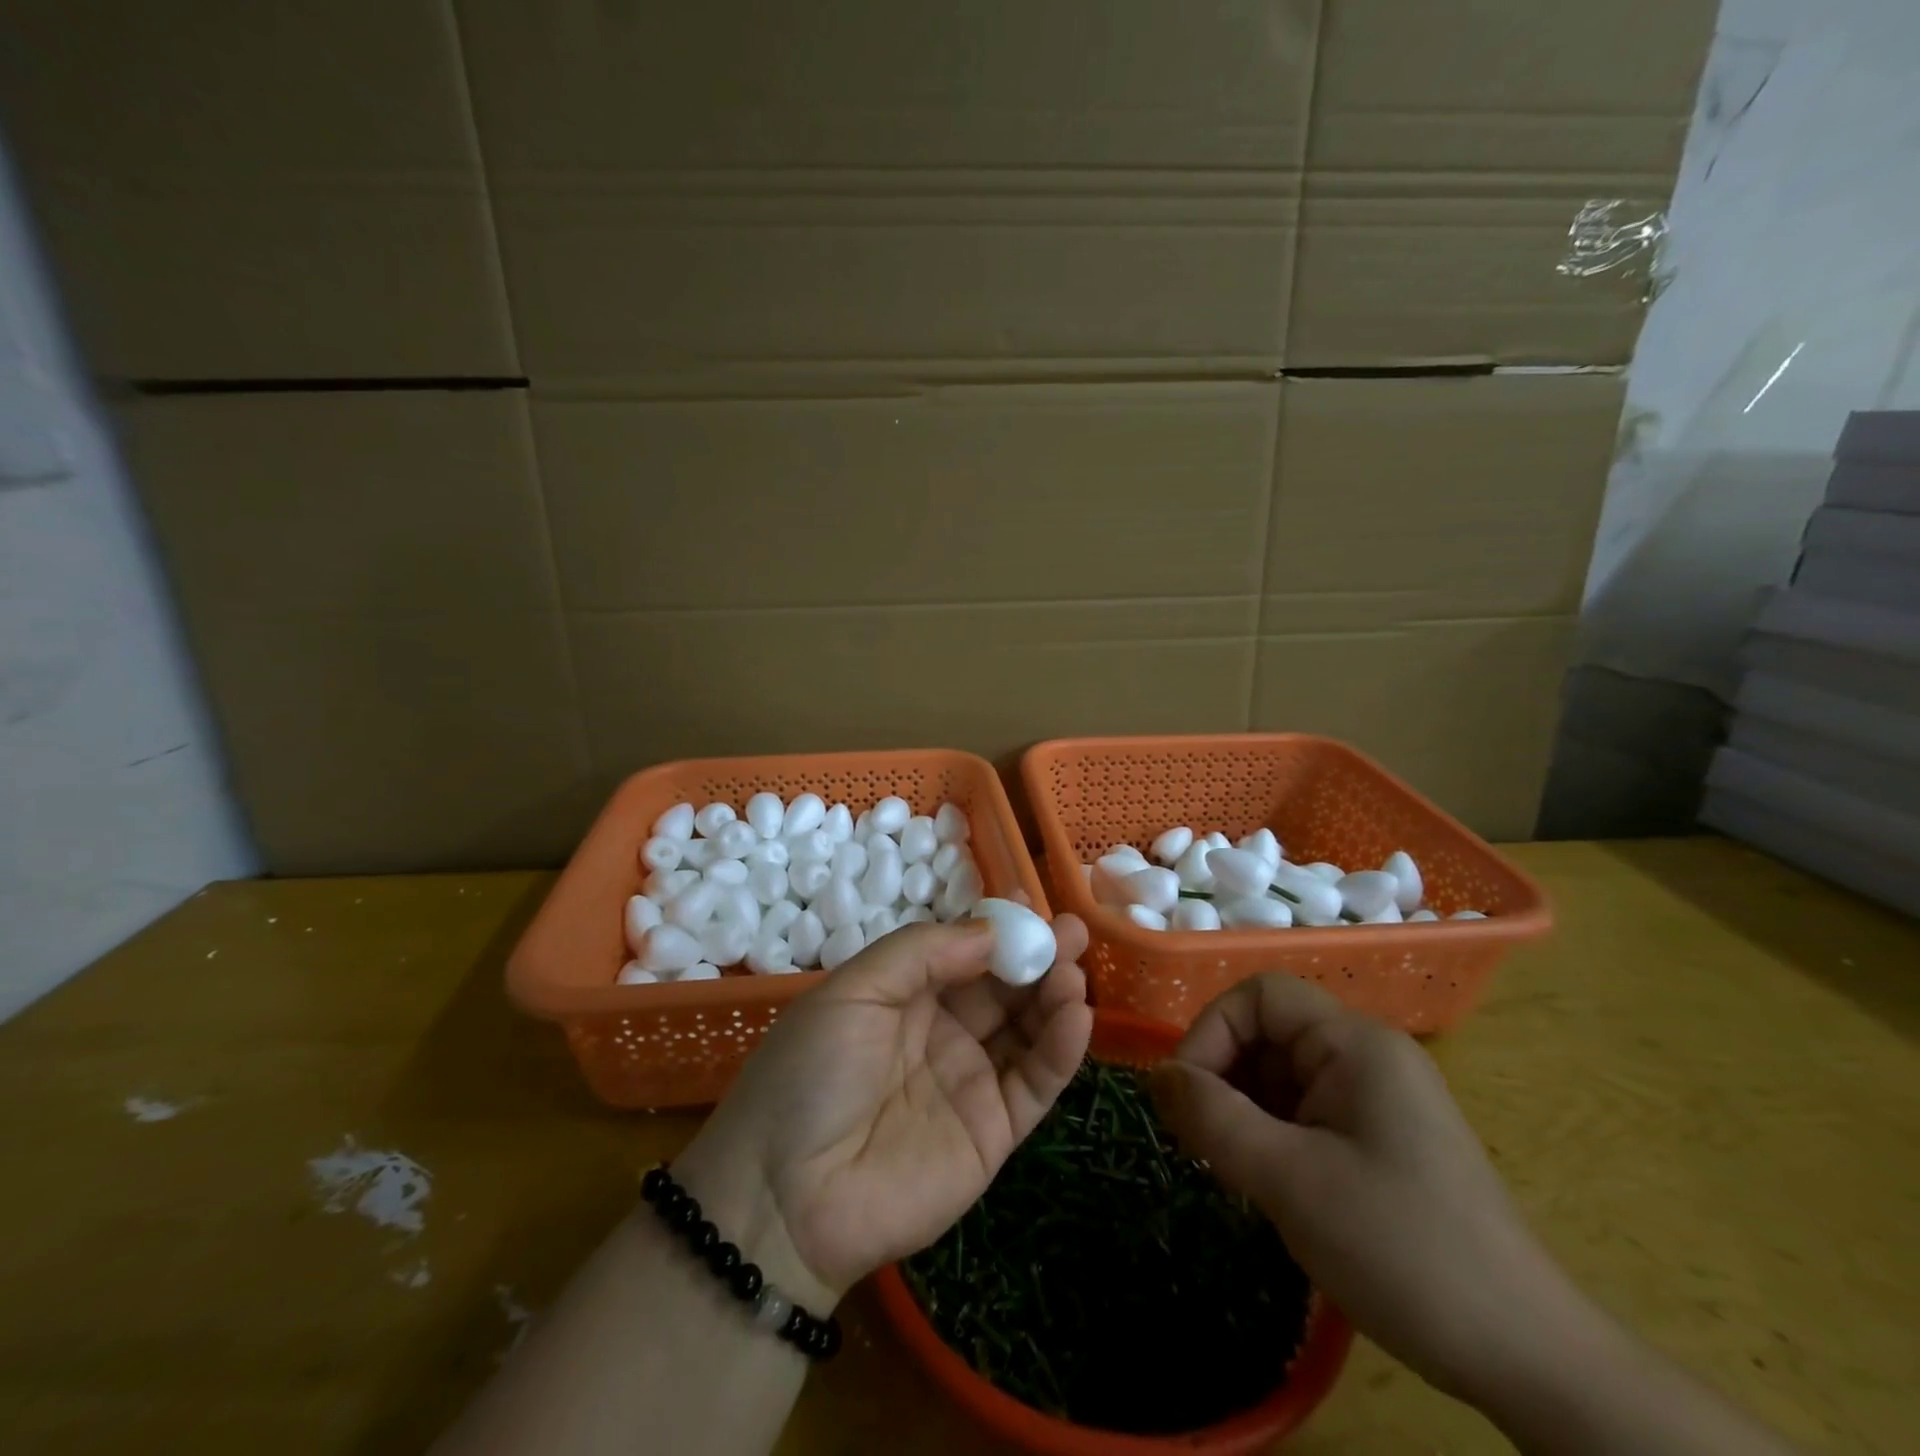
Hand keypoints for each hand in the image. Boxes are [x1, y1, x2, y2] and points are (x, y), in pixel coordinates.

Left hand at [672, 916, 1092, 1312]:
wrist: (785, 1196)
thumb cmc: (811, 1072)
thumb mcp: (854, 990)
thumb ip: (921, 953)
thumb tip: (991, 931)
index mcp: (905, 995)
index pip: (964, 951)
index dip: (997, 927)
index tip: (1030, 900)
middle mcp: (943, 1031)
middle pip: (1003, 986)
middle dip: (1038, 954)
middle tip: (1073, 929)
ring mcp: (971, 1080)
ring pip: (1027, 1028)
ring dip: (1055, 993)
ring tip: (1073, 967)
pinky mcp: (994, 1130)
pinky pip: (1035, 1081)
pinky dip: (1062, 1047)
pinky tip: (1076, 1012)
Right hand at [1150, 974, 1597, 1405]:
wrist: (1528, 1361)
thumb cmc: (1401, 1249)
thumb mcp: (1289, 1180)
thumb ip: (1212, 1117)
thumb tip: (1156, 1075)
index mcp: (1355, 1043)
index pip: (1259, 996)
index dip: (1211, 1032)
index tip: (1187, 1097)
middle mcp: (1368, 1055)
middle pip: (1268, 1033)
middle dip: (1223, 1077)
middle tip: (1202, 1142)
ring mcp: (1378, 1098)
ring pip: (1281, 1076)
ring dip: (1244, 1112)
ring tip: (1234, 1171)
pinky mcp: (1381, 1139)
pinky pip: (1306, 1112)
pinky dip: (1272, 1136)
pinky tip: (1269, 1186)